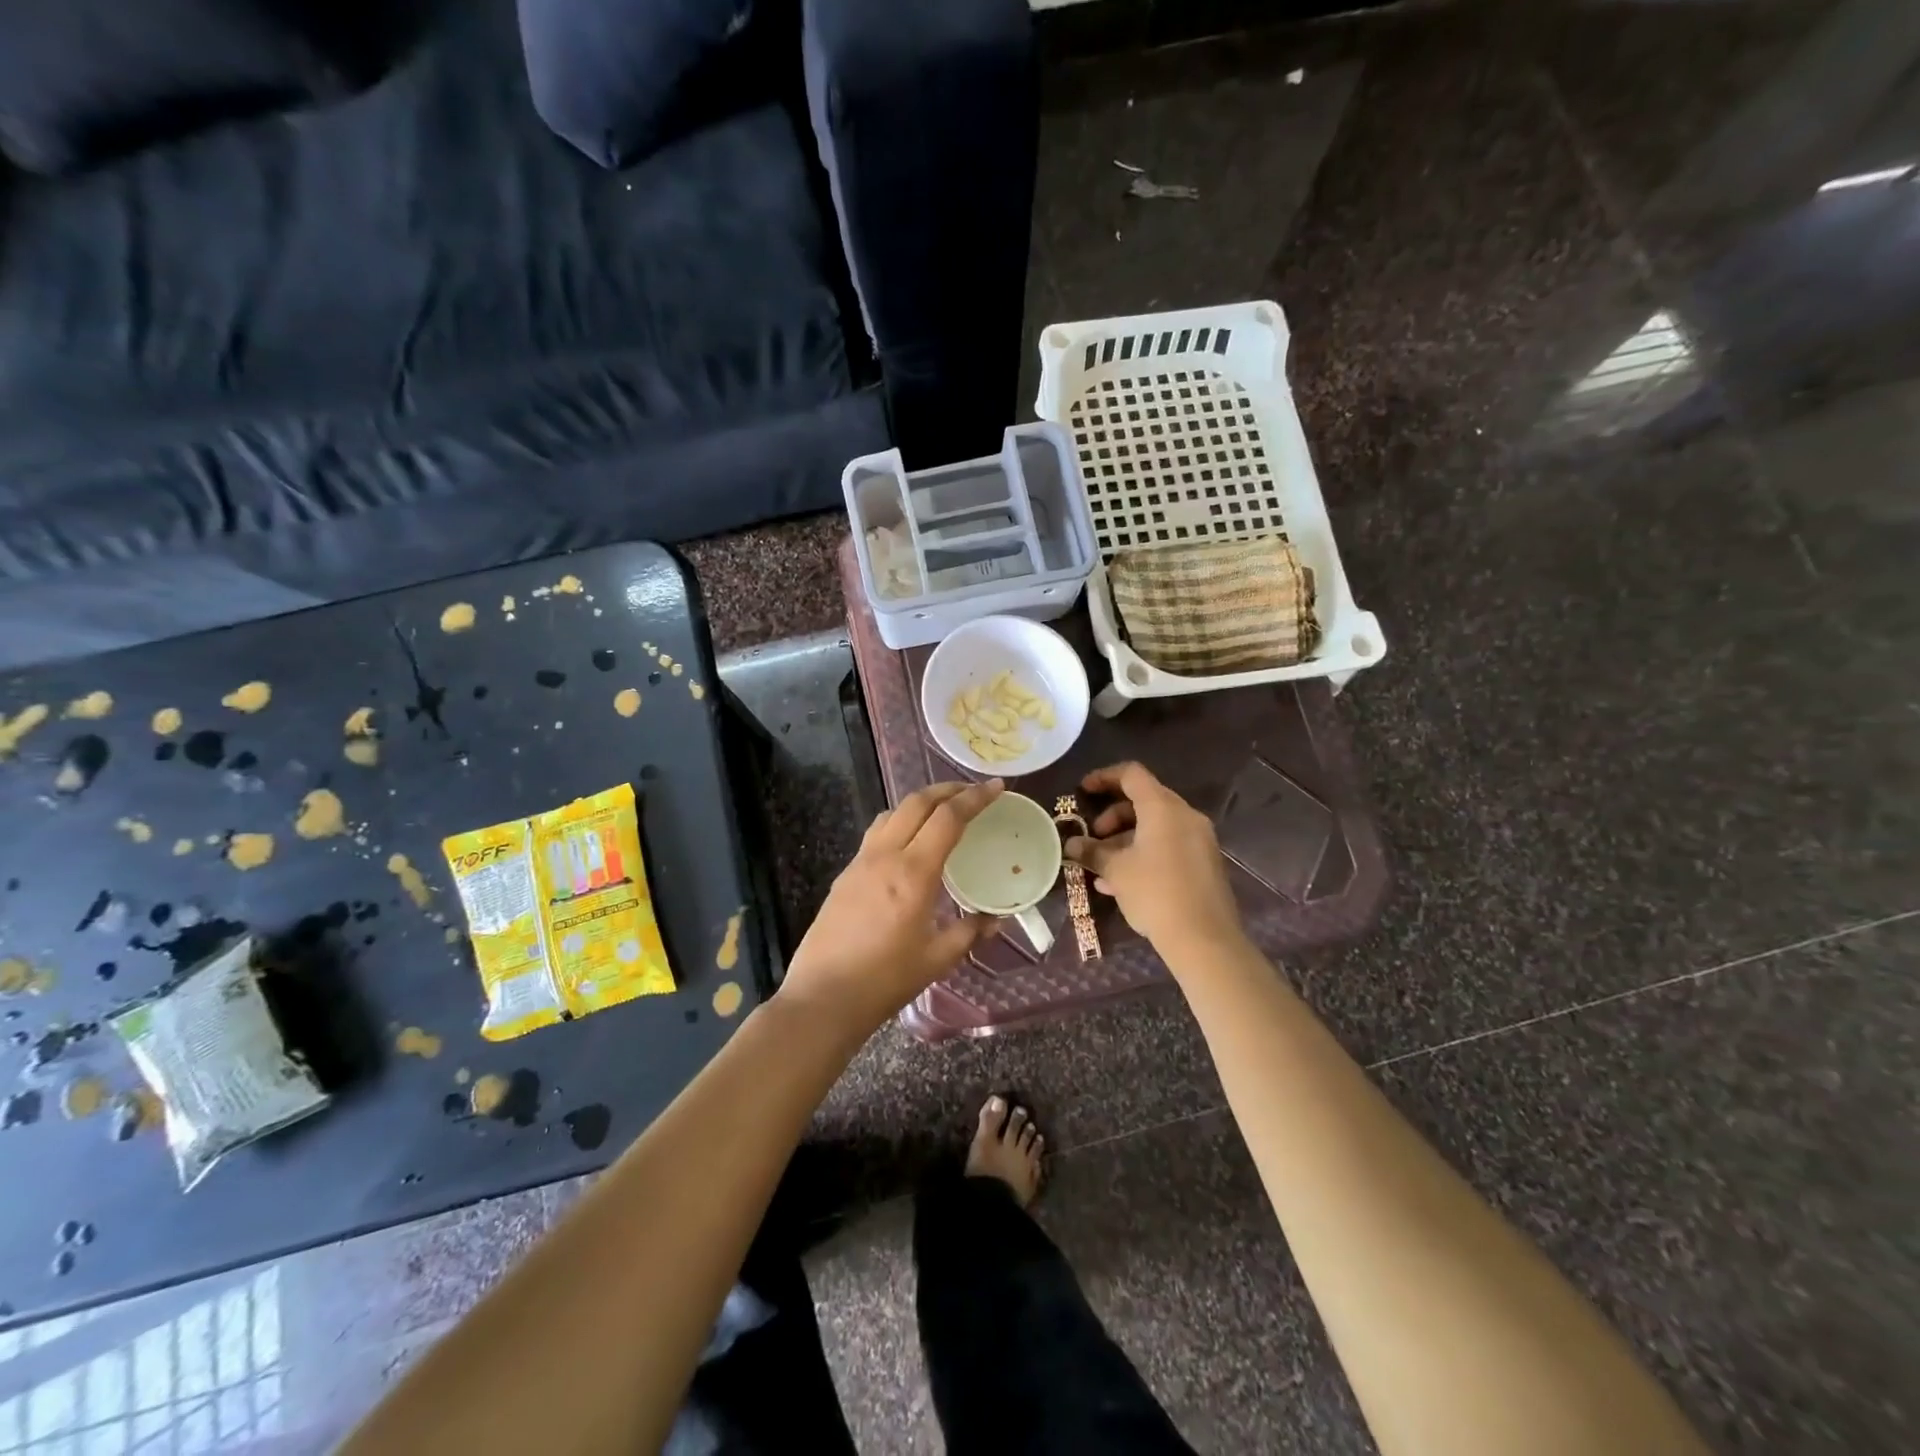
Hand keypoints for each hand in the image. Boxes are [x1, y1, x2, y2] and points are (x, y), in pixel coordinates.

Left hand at [779, 780, 1004, 1033]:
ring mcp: (860, 862)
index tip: (996, 788)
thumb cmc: (885, 980)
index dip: (974, 798)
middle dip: (947, 789)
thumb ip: (969, 932)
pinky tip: (908, 842)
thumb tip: (995, 919)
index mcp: (913, 872)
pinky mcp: (845, 874)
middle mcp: (885, 856)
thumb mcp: (937, 959)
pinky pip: (876, 833)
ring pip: (892, 813)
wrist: (823, 997)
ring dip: (920, 802)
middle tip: (972, 792)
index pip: (948, 818)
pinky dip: (899, 822)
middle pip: (917, 802)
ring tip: (941, 810)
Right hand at [1064, 762, 1242, 961]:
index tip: (1083, 791)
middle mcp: (1185, 816)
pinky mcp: (1204, 863)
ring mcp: (1199, 840)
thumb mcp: (1116, 871)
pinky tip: (1122, 883)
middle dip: (1113, 816)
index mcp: (1163, 808)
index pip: (1132, 775)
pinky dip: (1144, 853)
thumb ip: (1092, 852)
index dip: (1104, 777)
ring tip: (1103, 866)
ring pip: (1156, 826)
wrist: (1204, 939)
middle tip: (1094, 838)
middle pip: (1144, 801)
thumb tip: (1071, 844)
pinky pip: (1168, 846)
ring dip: (1126, 839)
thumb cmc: (1155, 893)